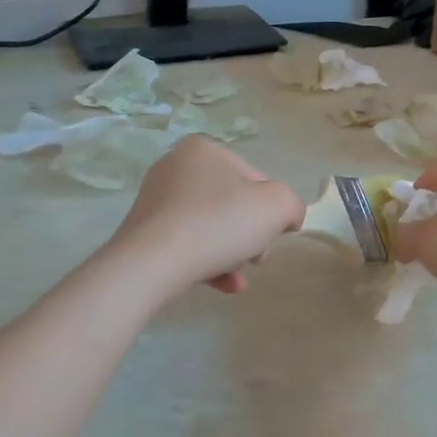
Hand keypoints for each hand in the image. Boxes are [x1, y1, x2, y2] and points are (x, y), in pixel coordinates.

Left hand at [109, 137, 305, 295]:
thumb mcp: (277, 207)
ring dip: (232, 254)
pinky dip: (208, 264)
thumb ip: (291, 205)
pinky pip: (187, 245)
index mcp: (203, 150)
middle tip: (256, 258)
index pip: (255, 180)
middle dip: (250, 235)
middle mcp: (175, 167)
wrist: (152, 263)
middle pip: (232, 205)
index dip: (271, 211)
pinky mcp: (144, 232)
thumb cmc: (218, 224)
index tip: (272, 236)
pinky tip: (224, 286)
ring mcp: (155, 201)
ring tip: (238, 279)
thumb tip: (287, 217)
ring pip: (210, 228)